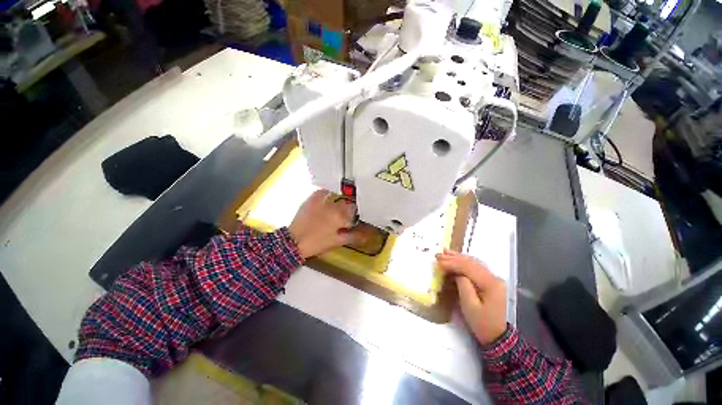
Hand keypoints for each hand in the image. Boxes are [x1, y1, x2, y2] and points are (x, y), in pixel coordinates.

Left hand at [288, 190, 362, 258]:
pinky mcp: (311, 200)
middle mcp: (333, 206)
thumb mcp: (337, 242)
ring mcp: (322, 202)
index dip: (355, 214)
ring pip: (336, 197)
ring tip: (336, 207)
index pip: (354, 210)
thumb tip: (367, 235)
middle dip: (348, 208)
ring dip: (339, 201)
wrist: (295, 242)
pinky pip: (322, 192)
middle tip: (344, 216)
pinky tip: (327, 197)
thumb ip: (353, 236)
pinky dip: (326, 193)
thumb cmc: (318, 243)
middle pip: (346, 203)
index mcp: (340, 217)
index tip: (353, 219)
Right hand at [436, 249, 507, 344]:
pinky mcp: (490, 281)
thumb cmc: (482, 323)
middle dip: (454, 258)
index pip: (468, 267)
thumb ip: (463, 285)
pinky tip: (457, 258)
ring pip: (474, 263)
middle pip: (471, 263)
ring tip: (445, 252)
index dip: (452, 263)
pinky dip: (464, 262)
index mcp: (490, 283)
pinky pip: (475, 267)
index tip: (438, 261)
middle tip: (438, 254)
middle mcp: (494, 277)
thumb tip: (456, 272)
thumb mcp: (469, 306)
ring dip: (458, 257)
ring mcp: (493, 278)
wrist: (497, 336)